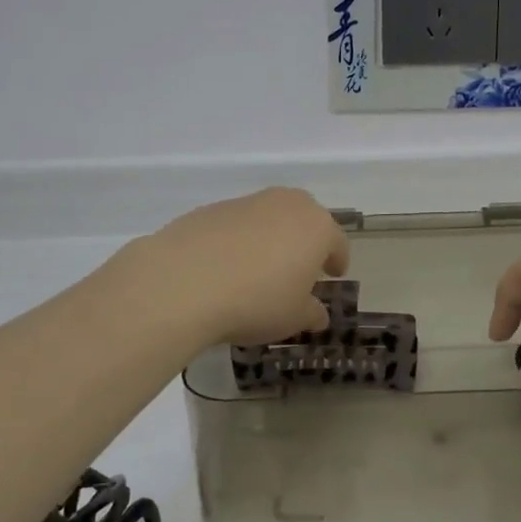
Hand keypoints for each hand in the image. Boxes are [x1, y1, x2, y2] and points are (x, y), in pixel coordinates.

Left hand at [139, 187, 350, 346]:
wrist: (183, 282)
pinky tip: (224, 267)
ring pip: (268, 218)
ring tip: (259, 269)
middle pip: (304, 218)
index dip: (337, 260)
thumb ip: (311, 313)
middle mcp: (285, 205)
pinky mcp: (210, 209)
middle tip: (300, 267)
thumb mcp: (293, 318)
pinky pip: (235, 225)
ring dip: (270, 238)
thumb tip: (317, 313)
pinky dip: (237, 241)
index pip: (336, 242)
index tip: (333, 275)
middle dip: (305, 240)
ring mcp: (246, 202)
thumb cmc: (256, 302)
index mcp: (316, 227)